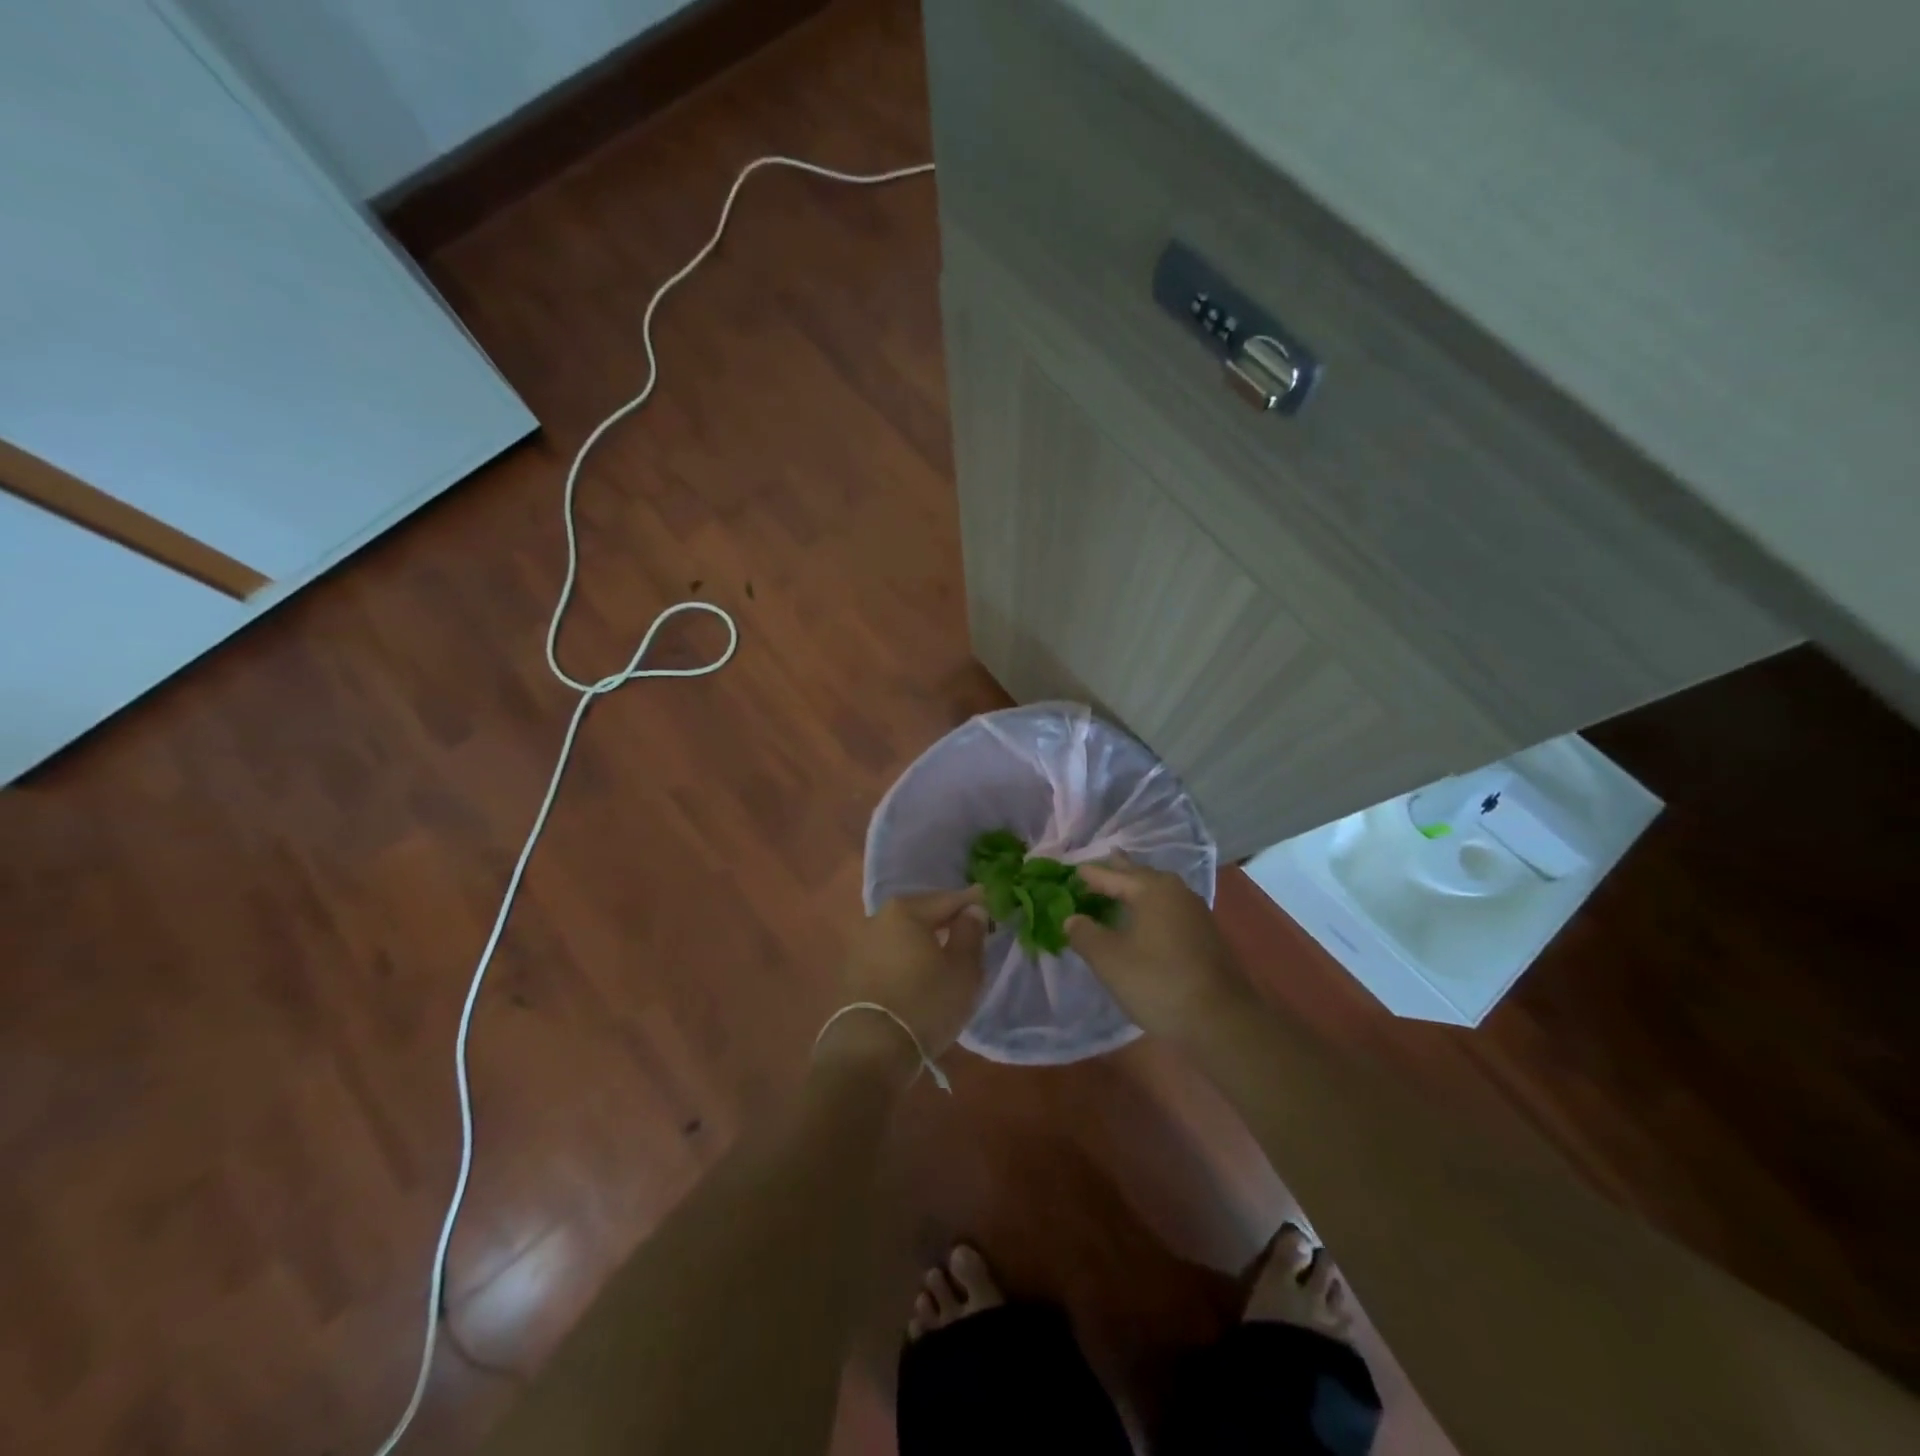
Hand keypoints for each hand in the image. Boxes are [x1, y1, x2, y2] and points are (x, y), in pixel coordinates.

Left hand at [816, 888, 986, 1075]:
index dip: (972, 902)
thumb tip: (973, 910)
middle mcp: (879, 918)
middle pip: (922, 912)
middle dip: (945, 918)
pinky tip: (920, 968)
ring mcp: (862, 944)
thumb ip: (970, 933)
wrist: (870, 1050)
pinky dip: (908, 955)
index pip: (948, 899)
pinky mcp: (853, 969)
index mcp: (906, 911)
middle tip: (969, 926)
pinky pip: (891, 952)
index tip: (989, 904)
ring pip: (904, 933)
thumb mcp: (962, 969)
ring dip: (925, 937)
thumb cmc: (925, 1003)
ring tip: (946, 948)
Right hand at [1065, 858, 1253, 1042]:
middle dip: (1116, 872)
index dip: (1089, 875)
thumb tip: (1072, 918)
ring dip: (1135, 890)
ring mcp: (1195, 912)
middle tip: (1094, 868)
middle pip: (1138, 875)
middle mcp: (1176, 891)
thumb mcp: (1109, 960)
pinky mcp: (1204, 934)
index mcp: (1151, 889)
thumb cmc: (1157, 982)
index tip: (1070, 871)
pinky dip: (1149, 907)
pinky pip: (1168, 908)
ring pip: (1156, 891)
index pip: (1112, 875)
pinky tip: (1143, 919)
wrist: (1220, 1021)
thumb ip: (1085, 934)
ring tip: (1117, 890)